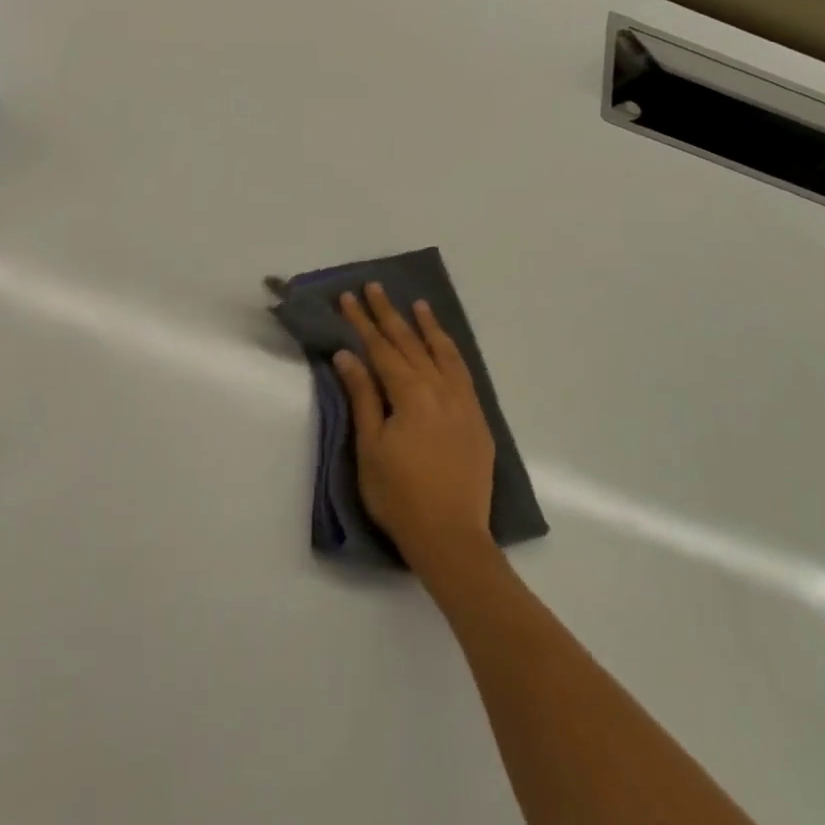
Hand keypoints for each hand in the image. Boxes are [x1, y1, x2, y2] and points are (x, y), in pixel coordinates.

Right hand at [333, 283, 495, 574]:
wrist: (451, 537)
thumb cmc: (399, 495)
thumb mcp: (370, 447)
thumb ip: (362, 396)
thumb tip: (347, 355)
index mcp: (410, 394)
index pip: (381, 349)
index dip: (363, 322)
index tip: (349, 298)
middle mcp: (440, 389)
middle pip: (410, 343)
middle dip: (390, 314)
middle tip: (375, 287)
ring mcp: (463, 403)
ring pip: (444, 353)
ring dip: (428, 327)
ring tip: (418, 305)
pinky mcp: (477, 419)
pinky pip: (464, 373)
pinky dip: (452, 352)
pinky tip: (445, 346)